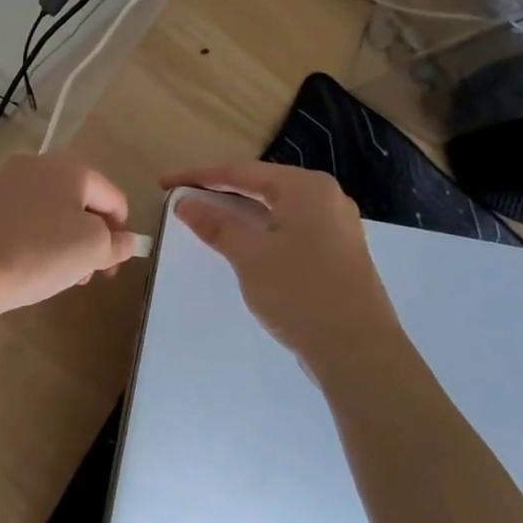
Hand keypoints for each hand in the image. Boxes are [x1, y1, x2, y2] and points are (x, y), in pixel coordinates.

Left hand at [0, 153, 137, 322]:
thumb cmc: (41, 253)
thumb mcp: (93, 249)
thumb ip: (118, 243)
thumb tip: (126, 241)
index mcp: (71, 166)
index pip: (113, 198)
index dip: (122, 232)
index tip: (115, 264)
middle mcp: (40, 164)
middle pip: (83, 201)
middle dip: (94, 237)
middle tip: (93, 272)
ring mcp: (11, 181)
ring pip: (56, 210)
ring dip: (69, 240)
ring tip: (67, 274)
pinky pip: (31, 216)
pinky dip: (42, 236)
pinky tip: (39, 263)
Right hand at [160, 160, 400, 371]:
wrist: (357, 351)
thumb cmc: (300, 292)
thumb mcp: (249, 256)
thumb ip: (216, 224)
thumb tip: (185, 203)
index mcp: (306, 188)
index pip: (240, 171)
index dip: (198, 175)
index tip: (165, 182)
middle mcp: (325, 198)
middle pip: (260, 184)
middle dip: (219, 190)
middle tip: (182, 197)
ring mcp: (335, 226)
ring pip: (275, 208)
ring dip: (238, 211)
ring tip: (205, 217)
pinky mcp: (336, 253)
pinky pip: (289, 228)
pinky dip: (259, 229)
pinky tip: (242, 243)